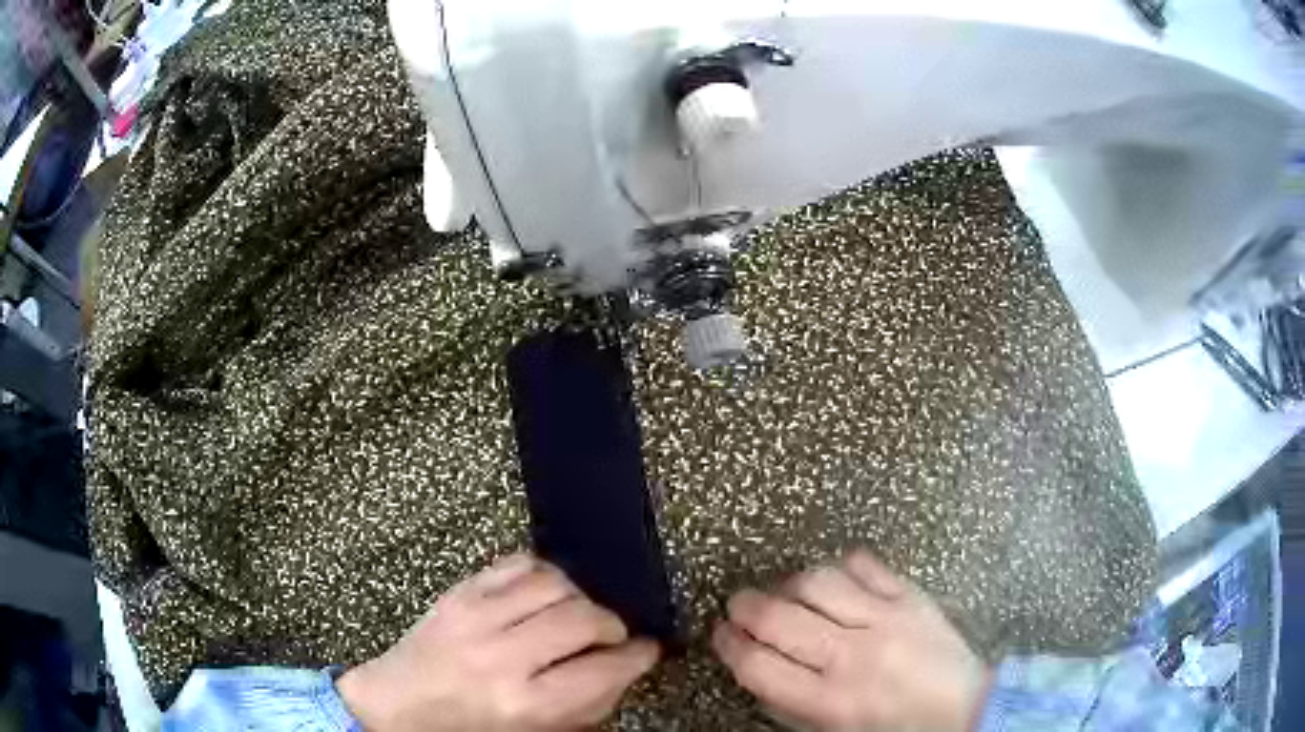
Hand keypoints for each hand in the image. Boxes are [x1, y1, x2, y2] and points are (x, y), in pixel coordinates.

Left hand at [337, 553, 659, 731]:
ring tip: (575, 616)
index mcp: (524, 704)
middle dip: (612, 626)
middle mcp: (502, 656)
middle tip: (611, 637)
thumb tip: (623, 667)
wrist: (398, 705)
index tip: (646, 651)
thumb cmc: (469, 729)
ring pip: (555, 582)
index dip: (637, 656)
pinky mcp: (459, 592)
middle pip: (584, 617)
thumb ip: (588, 704)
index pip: (603, 669)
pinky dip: (543, 574)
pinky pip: (518, 562)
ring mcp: (475, 616)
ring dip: (579, 597)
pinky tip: (543, 596)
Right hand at [713, 550, 990, 731]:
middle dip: (745, 607)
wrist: (965, 708)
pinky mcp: (911, 596)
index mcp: (829, 701)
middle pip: (778, 618)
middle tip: (739, 605)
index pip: (758, 665)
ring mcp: (885, 620)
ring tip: (788, 592)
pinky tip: (837, 580)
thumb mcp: (834, 730)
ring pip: (817, 581)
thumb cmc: (895, 727)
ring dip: (790, 584)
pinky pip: (866, 564)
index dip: (728, 645)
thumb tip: (757, 665)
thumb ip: (791, 702)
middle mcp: (852, 656)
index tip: (721, 633)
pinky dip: (842, 566)